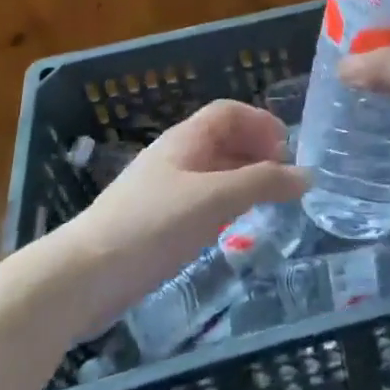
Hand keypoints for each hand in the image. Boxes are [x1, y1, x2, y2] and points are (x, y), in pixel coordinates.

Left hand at [57, 99, 306, 335]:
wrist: (83, 277)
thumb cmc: (152, 225)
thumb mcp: (215, 200)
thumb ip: (262, 184)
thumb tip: (307, 175)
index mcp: (186, 139)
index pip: (228, 112)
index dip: (259, 122)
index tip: (286, 148)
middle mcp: (175, 157)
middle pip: (221, 140)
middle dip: (255, 151)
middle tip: (283, 178)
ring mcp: (162, 191)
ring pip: (211, 173)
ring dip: (241, 180)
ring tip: (267, 203)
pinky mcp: (154, 224)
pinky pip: (199, 201)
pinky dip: (224, 205)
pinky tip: (232, 229)